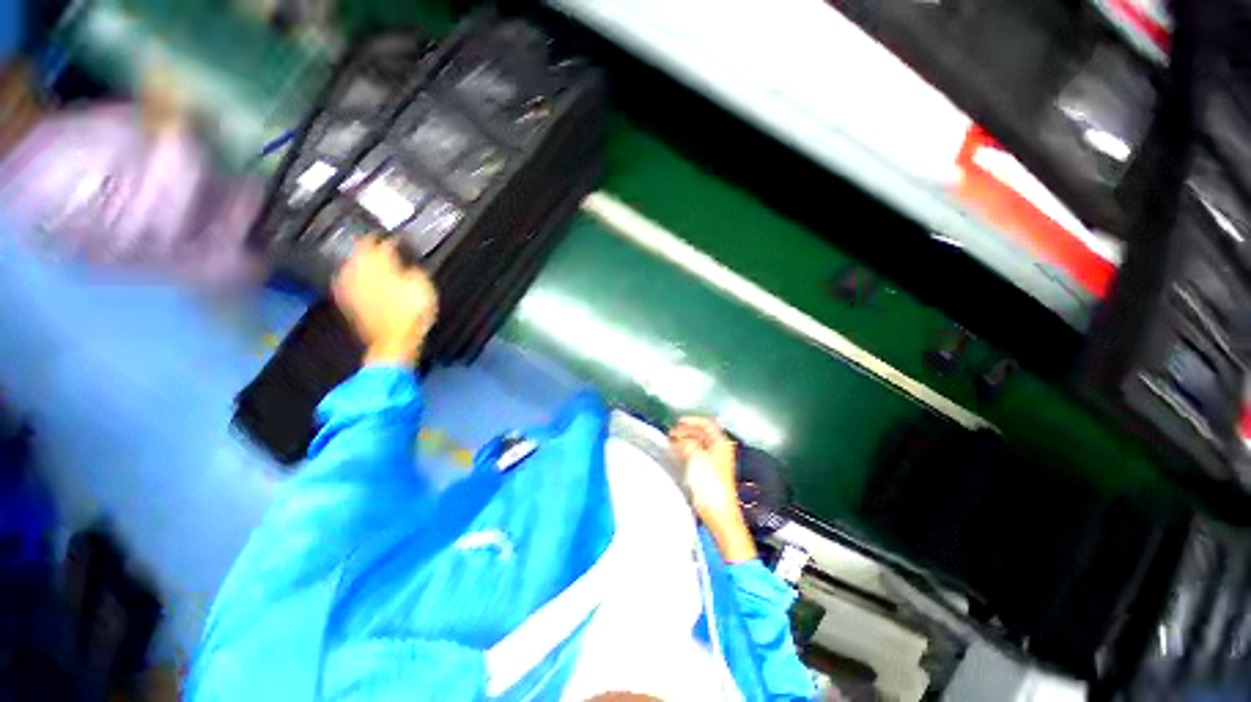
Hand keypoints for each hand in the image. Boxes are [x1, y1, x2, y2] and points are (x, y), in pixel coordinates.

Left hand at [333, 236, 438, 365]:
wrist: (394, 340)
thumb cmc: (413, 312)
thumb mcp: (423, 286)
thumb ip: (413, 269)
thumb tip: (406, 263)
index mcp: (380, 263)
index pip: (383, 243)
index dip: (391, 239)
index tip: (397, 239)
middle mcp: (361, 269)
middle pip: (361, 250)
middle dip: (369, 245)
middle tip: (377, 242)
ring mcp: (351, 285)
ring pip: (351, 264)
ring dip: (358, 259)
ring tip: (365, 256)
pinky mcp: (348, 301)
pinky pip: (346, 281)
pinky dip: (352, 276)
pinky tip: (353, 276)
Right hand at [670, 417, 757, 562]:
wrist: (719, 513)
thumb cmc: (710, 483)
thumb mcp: (696, 456)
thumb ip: (686, 443)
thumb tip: (678, 438)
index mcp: (721, 443)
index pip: (707, 424)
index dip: (693, 420)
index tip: (678, 422)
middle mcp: (720, 450)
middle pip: (703, 434)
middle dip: (687, 431)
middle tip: (672, 433)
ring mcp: (715, 462)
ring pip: (699, 445)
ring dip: (686, 441)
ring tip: (672, 443)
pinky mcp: (709, 474)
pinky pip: (697, 455)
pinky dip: (687, 451)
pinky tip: (677, 454)